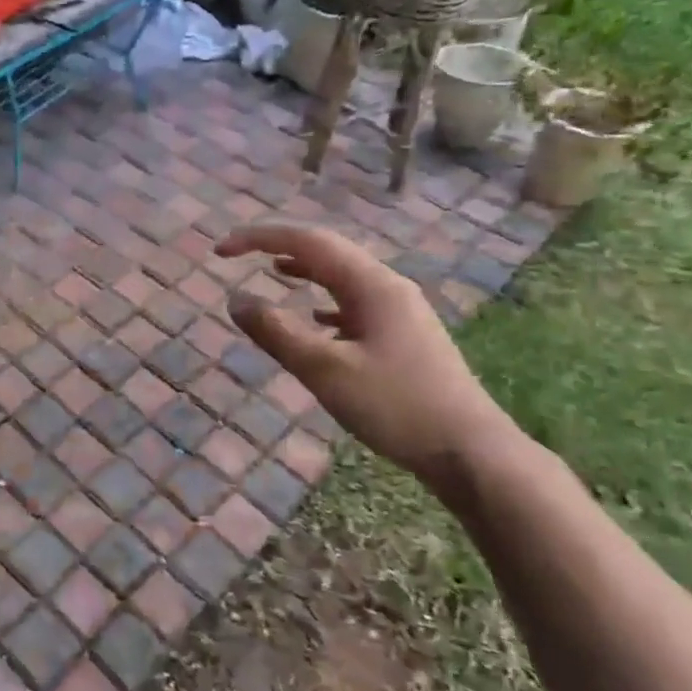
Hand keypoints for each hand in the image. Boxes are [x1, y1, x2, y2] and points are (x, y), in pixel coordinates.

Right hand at [218, 222, 515, 499]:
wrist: (470, 451)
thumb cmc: (395, 407)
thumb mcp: (325, 370)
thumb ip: (277, 332)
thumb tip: (236, 300)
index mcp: (372, 284)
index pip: (307, 241)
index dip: (259, 238)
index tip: (221, 251)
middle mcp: (387, 286)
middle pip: (326, 251)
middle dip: (279, 247)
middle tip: (238, 255)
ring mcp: (399, 311)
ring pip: (342, 276)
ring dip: (304, 269)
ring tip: (271, 271)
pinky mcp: (403, 336)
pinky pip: (354, 303)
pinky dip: (324, 300)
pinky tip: (314, 317)